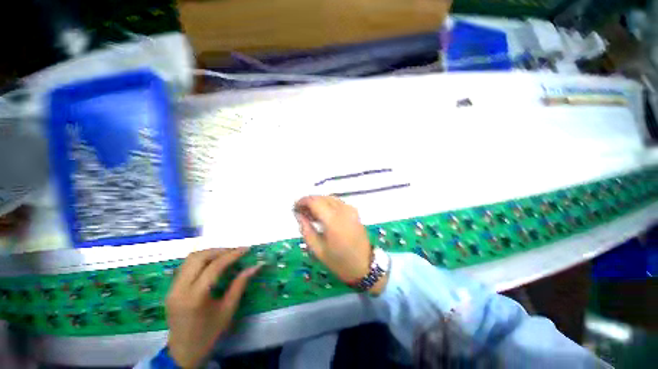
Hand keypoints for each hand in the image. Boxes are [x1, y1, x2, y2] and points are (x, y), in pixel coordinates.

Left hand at [166, 248, 260, 367]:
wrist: (183, 353)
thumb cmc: (209, 334)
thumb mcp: (228, 310)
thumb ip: (240, 285)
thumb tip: (255, 266)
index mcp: (195, 297)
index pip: (214, 267)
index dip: (232, 255)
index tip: (246, 249)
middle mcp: (179, 289)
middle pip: (198, 257)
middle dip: (220, 250)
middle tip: (236, 251)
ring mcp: (172, 288)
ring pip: (190, 259)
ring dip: (209, 253)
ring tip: (226, 255)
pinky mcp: (171, 289)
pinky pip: (186, 266)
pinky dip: (201, 260)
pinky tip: (212, 263)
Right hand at [294, 196, 387, 293]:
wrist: (364, 265)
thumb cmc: (339, 261)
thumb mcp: (317, 250)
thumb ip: (306, 229)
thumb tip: (298, 214)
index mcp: (333, 220)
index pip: (314, 201)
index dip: (302, 201)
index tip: (295, 207)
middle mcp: (342, 210)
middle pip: (322, 197)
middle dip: (309, 201)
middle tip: (301, 212)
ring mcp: (350, 209)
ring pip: (329, 198)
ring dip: (318, 202)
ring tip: (311, 214)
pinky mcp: (354, 211)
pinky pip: (337, 202)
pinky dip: (327, 204)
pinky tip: (323, 214)